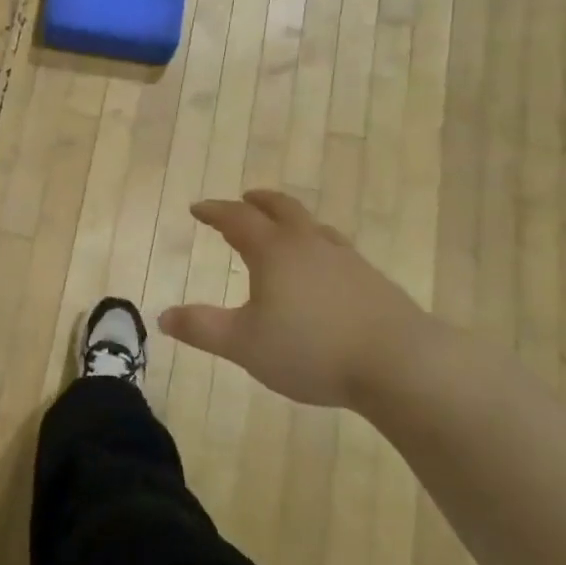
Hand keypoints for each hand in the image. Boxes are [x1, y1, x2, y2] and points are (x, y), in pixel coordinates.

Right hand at [159, 190, 435, 409]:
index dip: (215, 211)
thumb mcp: (243, 344)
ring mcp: (347, 261)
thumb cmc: (311, 349)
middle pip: (282, 209)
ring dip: (292, 222)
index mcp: (274, 251)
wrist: (401, 365)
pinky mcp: (373, 283)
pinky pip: (337, 252)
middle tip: (245, 199)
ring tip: (284, 231)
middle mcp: (309, 245)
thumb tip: (164, 316)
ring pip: (314, 228)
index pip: (237, 219)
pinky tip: (323, 272)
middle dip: (259, 202)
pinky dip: (318, 249)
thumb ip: (202, 328)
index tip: (197, 208)